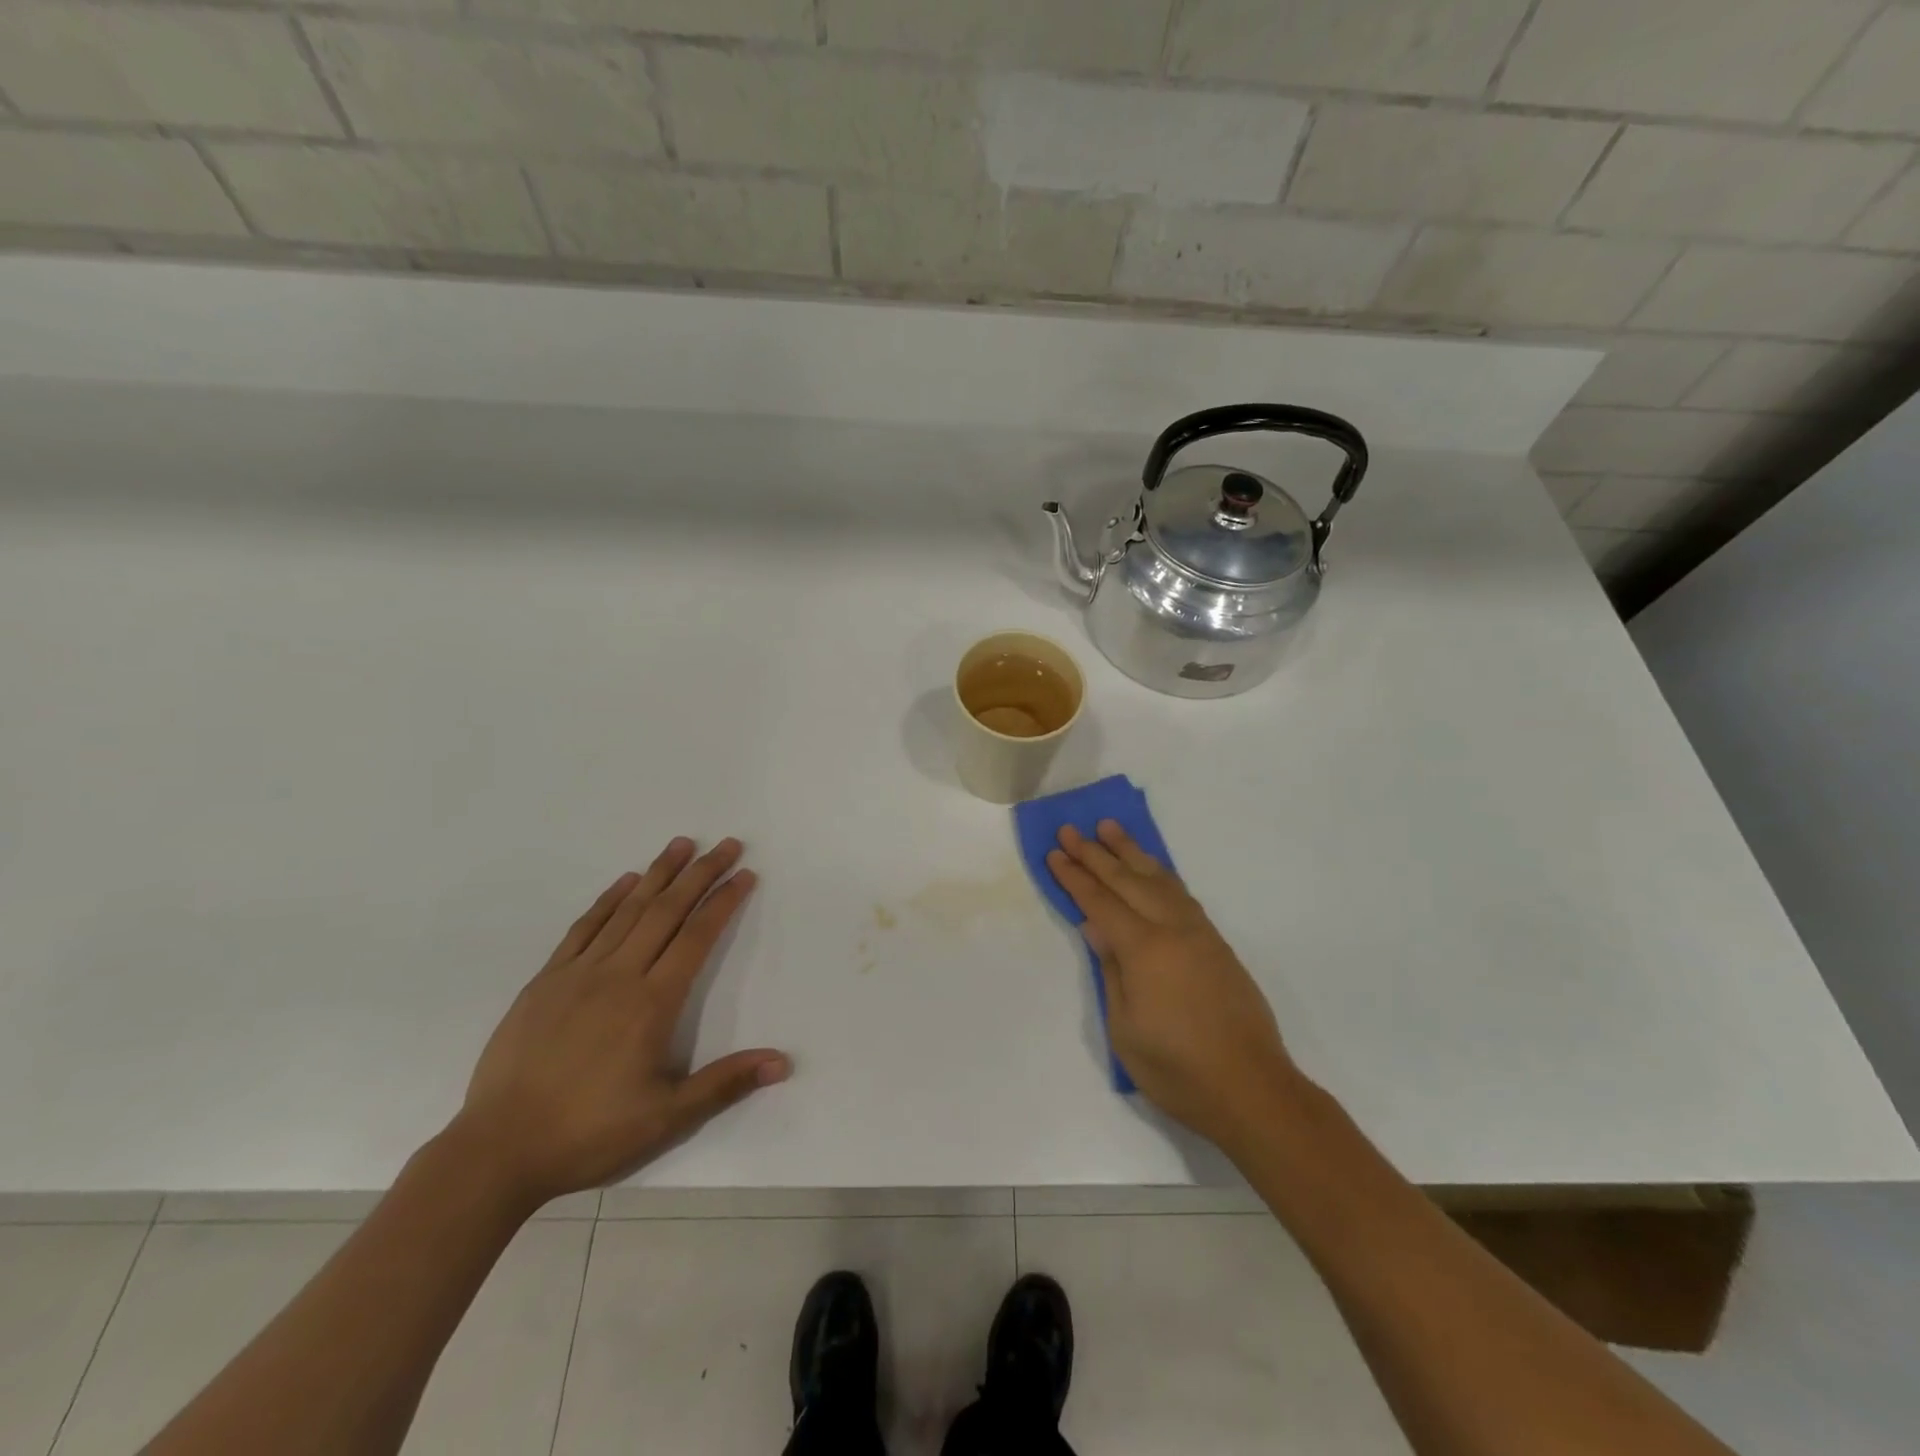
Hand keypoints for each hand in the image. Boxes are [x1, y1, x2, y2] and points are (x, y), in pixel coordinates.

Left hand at [452, 837, 789, 1208]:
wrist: (497, 1151)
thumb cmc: (590, 1133)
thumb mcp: (667, 1118)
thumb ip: (725, 1083)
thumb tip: (782, 1062)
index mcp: (652, 1004)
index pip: (697, 937)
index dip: (723, 902)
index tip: (745, 875)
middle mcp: (618, 976)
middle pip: (667, 911)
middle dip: (701, 874)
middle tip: (727, 844)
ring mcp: (578, 974)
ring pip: (627, 910)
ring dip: (658, 873)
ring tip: (682, 843)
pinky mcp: (545, 981)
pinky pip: (584, 928)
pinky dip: (608, 900)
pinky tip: (625, 881)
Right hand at [1047, 821, 1296, 1151]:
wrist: (1252, 1090)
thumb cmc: (1178, 1070)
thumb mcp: (1125, 1028)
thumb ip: (1111, 970)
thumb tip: (1096, 927)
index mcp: (1144, 950)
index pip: (1100, 903)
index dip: (1075, 877)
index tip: (1055, 852)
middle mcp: (1173, 929)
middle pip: (1128, 880)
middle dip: (1095, 854)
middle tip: (1071, 829)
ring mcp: (1199, 933)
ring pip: (1159, 879)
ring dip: (1131, 852)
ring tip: (1110, 828)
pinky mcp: (1217, 944)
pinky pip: (1181, 894)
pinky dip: (1160, 873)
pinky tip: (1152, 869)